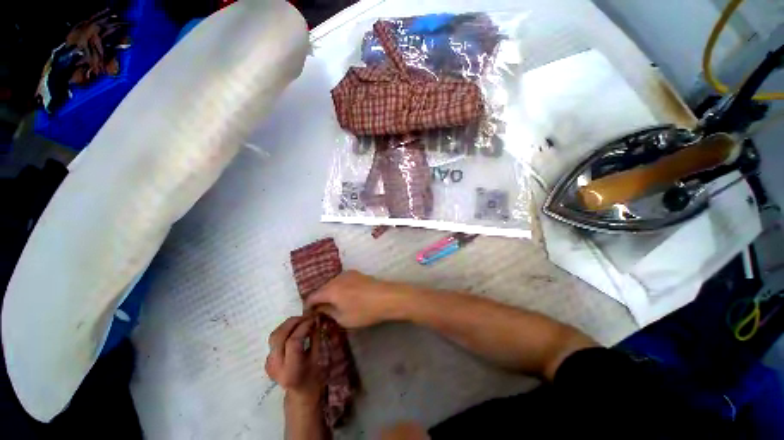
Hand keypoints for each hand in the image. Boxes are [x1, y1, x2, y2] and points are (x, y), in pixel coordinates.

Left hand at [265, 316, 323, 402]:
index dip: (304, 326)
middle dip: (293, 322)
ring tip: (301, 320)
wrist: (300, 392)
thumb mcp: (318, 357)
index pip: (293, 342)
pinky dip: (285, 330)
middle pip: (279, 336)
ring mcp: (269, 364)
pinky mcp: (267, 360)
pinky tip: (295, 329)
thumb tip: (315, 319)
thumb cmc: (314, 375)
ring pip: (274, 336)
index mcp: (291, 369)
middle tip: (306, 316)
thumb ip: (315, 337)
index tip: (314, 319)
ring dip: (288, 324)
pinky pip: (274, 340)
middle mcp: (276, 367)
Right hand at [305, 270, 408, 328]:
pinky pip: (342, 281)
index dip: (308, 307)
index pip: (312, 297)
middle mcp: (337, 278)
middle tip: (322, 312)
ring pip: (333, 284)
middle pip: (322, 288)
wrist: (387, 297)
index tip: (310, 316)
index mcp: (330, 289)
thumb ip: (328, 312)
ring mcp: (348, 274)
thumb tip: (320, 309)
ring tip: (335, 305)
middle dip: (320, 299)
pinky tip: (346, 297)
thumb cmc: (364, 311)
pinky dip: (340, 289)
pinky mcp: (357, 273)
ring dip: (330, 293)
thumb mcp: (343, 318)